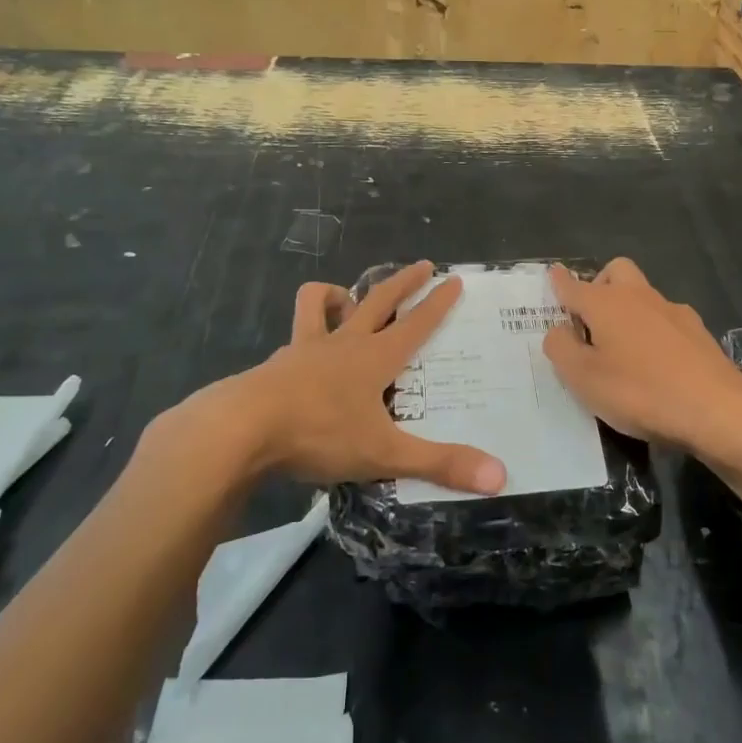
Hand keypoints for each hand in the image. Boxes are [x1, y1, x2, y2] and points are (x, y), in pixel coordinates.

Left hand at [156, 261, 503, 495]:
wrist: (240, 430)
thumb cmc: (319, 433)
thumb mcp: (384, 453)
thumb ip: (440, 464)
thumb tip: (501, 478)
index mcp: (375, 358)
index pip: (416, 323)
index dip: (438, 303)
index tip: (454, 278)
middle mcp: (343, 343)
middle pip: (377, 300)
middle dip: (403, 282)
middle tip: (421, 265)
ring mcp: (304, 349)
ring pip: (319, 305)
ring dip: (335, 296)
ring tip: (344, 299)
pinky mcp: (275, 364)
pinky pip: (292, 338)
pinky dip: (302, 334)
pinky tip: (301, 353)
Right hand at [542, 259, 741, 464]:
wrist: (717, 410)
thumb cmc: (639, 392)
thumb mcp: (583, 378)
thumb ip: (561, 349)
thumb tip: (559, 330)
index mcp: (606, 304)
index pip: (574, 286)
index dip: (560, 281)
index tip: (553, 274)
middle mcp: (639, 297)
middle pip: (616, 271)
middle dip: (599, 283)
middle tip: (590, 318)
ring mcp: (673, 312)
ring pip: (643, 294)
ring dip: (628, 308)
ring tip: (622, 346)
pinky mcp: (698, 332)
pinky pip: (666, 319)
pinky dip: (653, 330)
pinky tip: (656, 362)